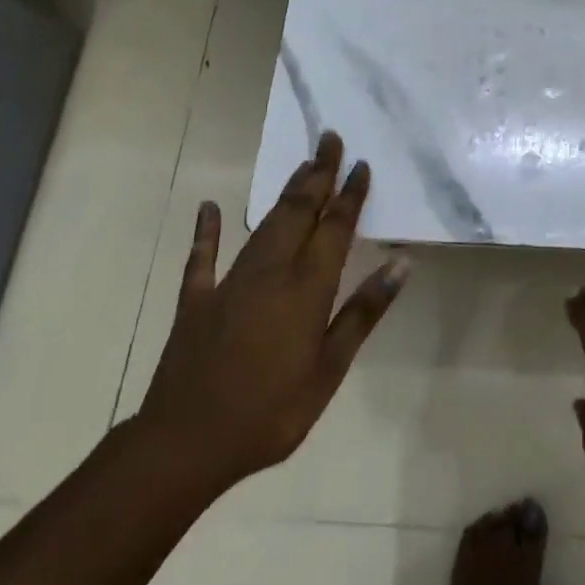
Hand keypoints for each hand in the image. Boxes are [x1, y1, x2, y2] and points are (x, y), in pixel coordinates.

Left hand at [137, 132, 408, 497]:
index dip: (350, 194)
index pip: (334, 227)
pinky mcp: (197, 300)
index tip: (362, 164)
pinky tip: (208, 208)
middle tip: (330, 139)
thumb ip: (363, 313)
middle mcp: (271, 271)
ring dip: (286, 193)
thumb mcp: (329, 370)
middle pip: (299, 211)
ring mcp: (230, 282)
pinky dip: (206, 231)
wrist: (183, 446)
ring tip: (302, 165)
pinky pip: (202, 258)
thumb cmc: (269, 413)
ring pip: (265, 224)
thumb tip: (400, 263)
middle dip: (318, 173)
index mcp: (306, 287)